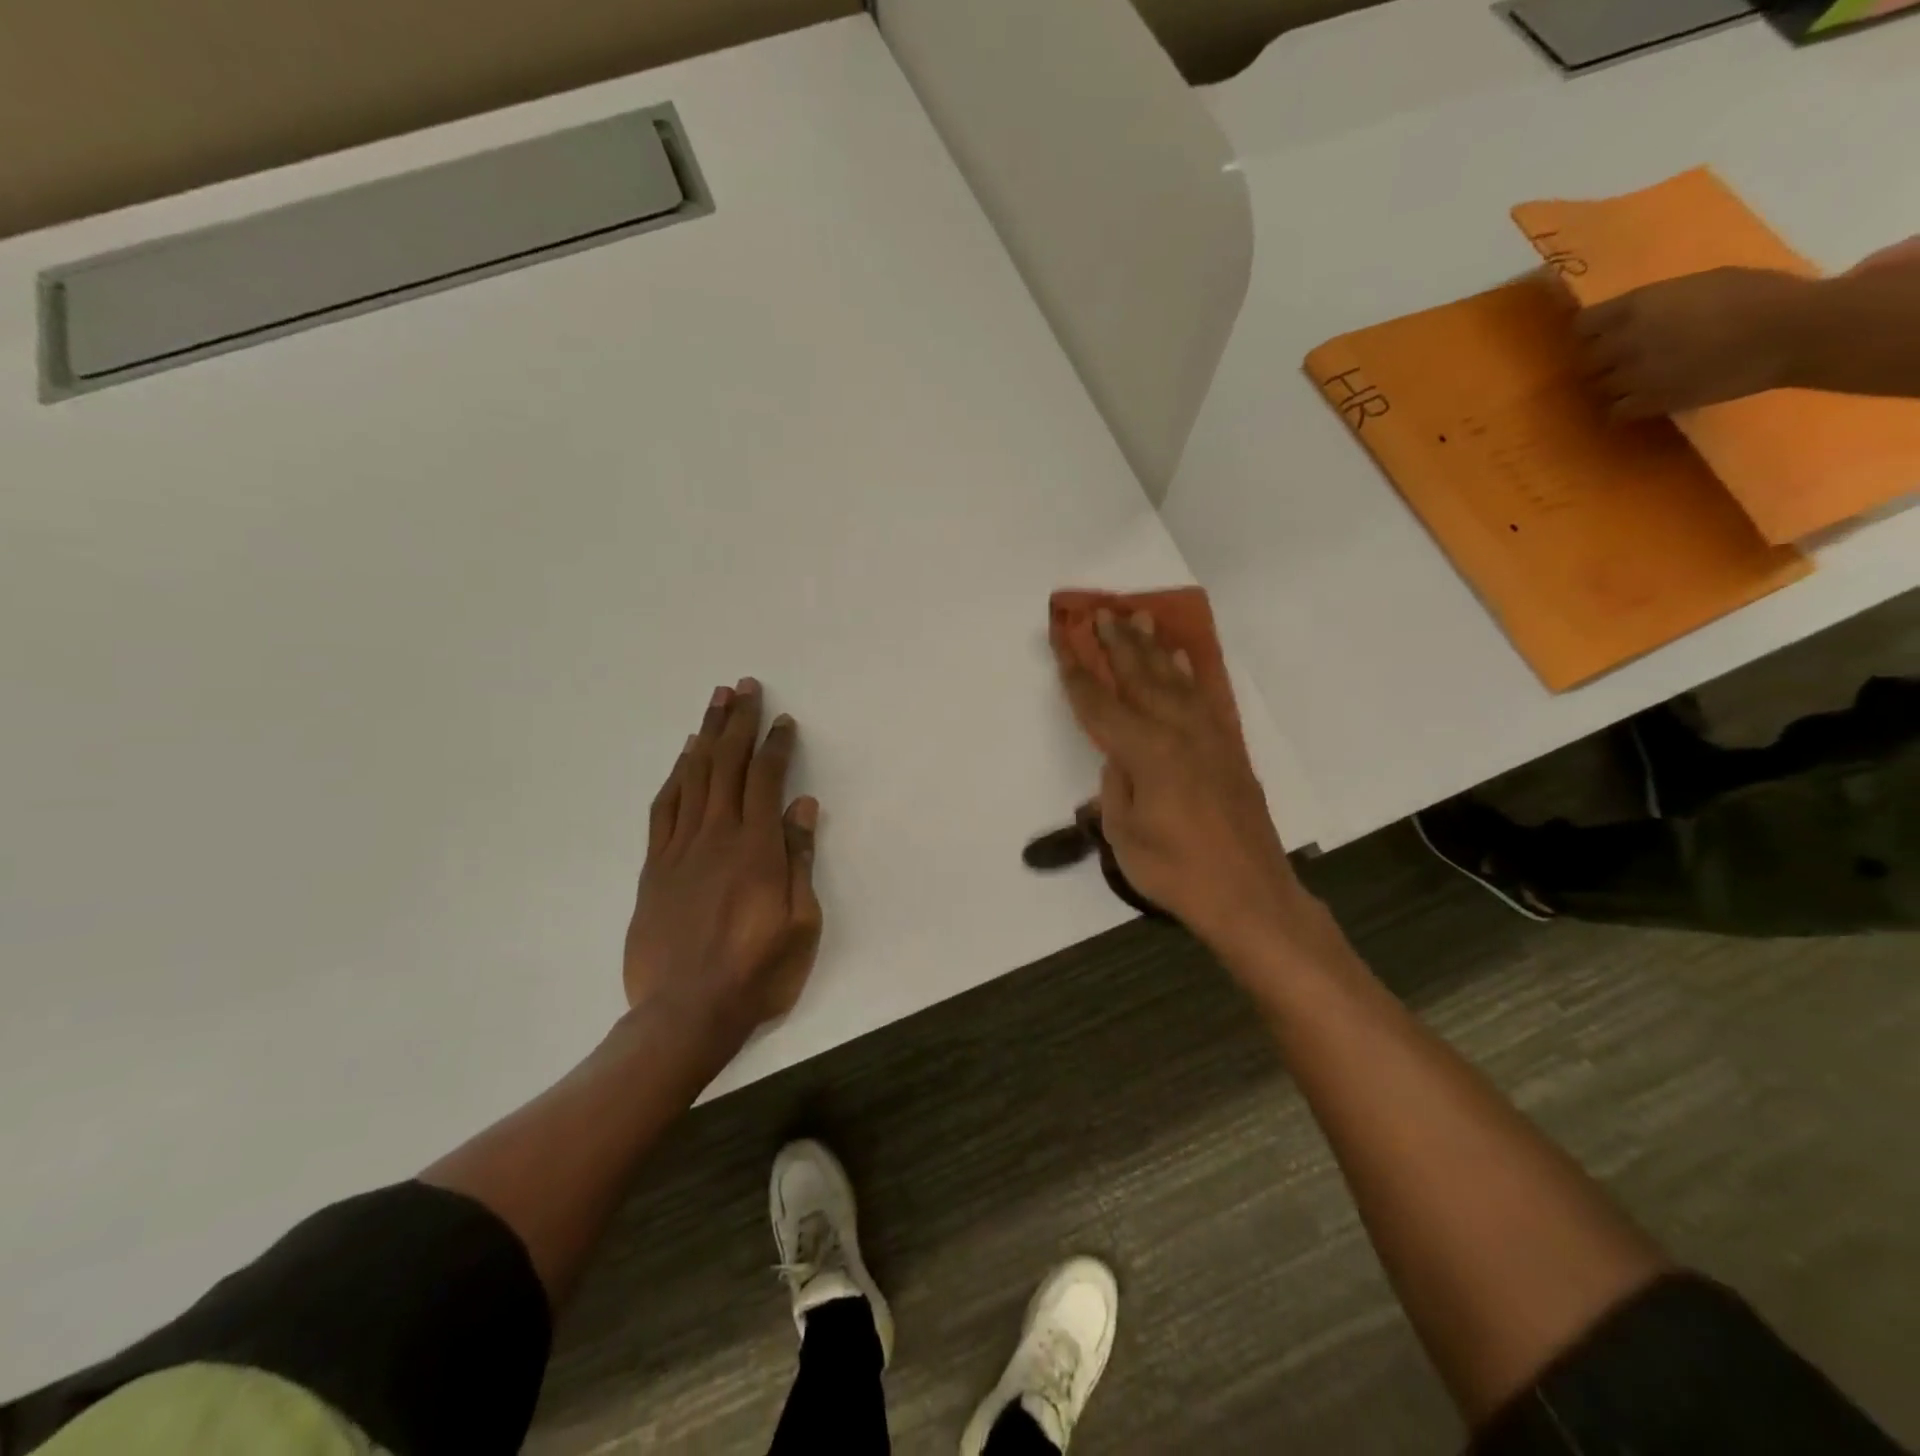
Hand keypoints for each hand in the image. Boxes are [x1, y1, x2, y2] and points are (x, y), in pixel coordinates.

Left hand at [623, 679, 822, 1053]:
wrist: (685, 1014)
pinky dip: (675, 776)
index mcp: (755, 848)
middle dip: (737, 722)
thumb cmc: (756, 972)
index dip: (776, 745)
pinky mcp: (655, 867)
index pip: (766, 780)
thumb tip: (804, 807)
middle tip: (744, 686)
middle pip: (726, 764)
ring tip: (715, 702)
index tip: (784, 720)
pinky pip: (664, 808)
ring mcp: (680, 849)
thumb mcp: (800, 923)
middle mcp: (716, 837)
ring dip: (706, 735)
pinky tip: (683, 757)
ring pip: (693, 777)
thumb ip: (799, 860)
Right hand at [1051, 610, 1346, 975]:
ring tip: (1141, 618)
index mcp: (1146, 752)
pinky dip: (1190, 673)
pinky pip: (1205, 697)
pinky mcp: (1229, 749)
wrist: (1249, 894)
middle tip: (1102, 612)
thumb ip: (1116, 786)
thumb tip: (1119, 758)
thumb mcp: (1124, 834)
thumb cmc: (1176, 870)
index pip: (1101, 703)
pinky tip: (1182, 660)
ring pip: (1175, 680)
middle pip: (1141, 677)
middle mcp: (1178, 732)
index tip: (1062, 640)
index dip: (1077, 672)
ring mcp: (1209, 737)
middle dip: (1117, 643)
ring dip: (1154, 647)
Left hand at [1574, 267, 1821, 418]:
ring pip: (1600, 387)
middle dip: (1602, 360)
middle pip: (1587, 360)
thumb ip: (1660, 302)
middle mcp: (1625, 342)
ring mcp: (1634, 376)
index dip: (1590, 330)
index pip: (1583, 324)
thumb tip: (1640, 316)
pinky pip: (1616, 412)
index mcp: (1638, 306)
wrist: (1792, 331)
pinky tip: (1642, 401)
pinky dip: (1624, 408)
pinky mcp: (1649, 402)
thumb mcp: (1702, 283)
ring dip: (1615, 385)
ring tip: (1639, 381)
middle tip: (1624, 359)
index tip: (1601, 333)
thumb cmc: (1759, 295)